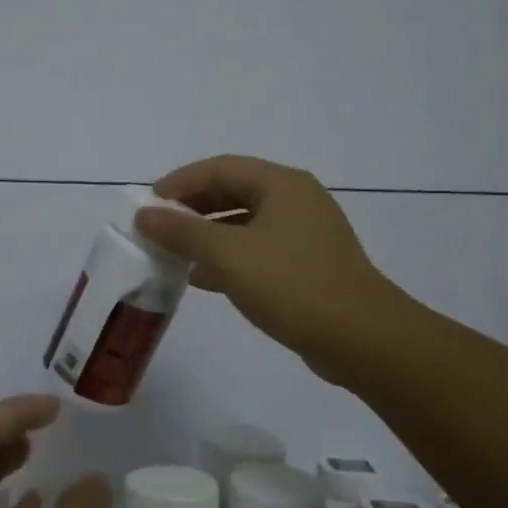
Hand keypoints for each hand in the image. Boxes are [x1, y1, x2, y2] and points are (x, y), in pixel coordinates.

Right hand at [134, 154, 420, 382]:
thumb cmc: (294, 286)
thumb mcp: (230, 256)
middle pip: (233, 191)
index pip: (220, 167)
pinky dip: (229, 257)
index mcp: (282, 185)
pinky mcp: (308, 264)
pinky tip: (204, 279)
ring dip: (208, 234)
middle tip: (159, 228)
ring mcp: (305, 233)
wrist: (363, 340)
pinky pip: (258, 249)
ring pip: (245, 222)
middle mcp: (296, 200)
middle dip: (193, 208)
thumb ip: (183, 232)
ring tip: (174, 254)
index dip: (180, 182)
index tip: (148, 204)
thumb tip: (144, 214)